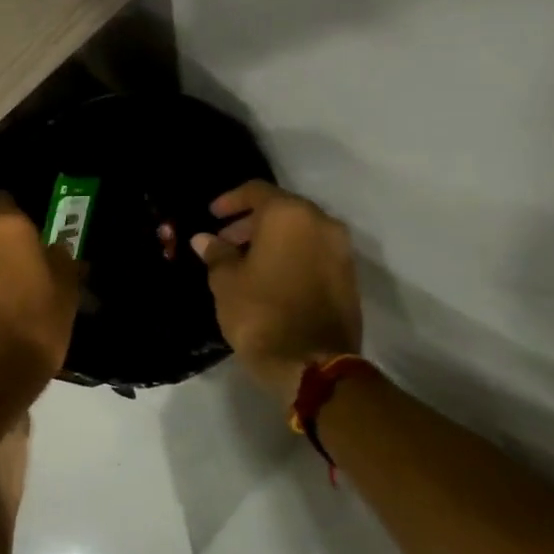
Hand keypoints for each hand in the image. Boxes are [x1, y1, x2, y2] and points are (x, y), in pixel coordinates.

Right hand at [192, 181, 361, 405]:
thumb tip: (205, 239)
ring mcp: (340, 251)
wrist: (311, 362)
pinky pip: (313, 253)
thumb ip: (217, 253)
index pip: (256, 191)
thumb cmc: (259, 311)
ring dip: (272, 240)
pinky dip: (291, 255)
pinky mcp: (348, 277)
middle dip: (251, 222)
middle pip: (281, 209)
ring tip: (243, 262)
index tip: (211, 214)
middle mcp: (322, 224)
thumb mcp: (225, 280)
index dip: (230, 200)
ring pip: (300, 232)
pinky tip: (268, 277)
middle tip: (225, 242)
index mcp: (289, 215)